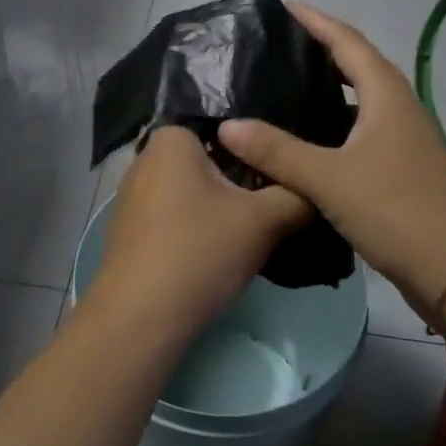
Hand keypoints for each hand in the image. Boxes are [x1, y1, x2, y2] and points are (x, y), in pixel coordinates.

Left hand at [84, 126, 311, 345]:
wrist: (140, 317)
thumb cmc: (200, 251)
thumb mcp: (264, 221)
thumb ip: (296, 195)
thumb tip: (317, 188)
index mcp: (171, 139)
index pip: (225, 128)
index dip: (257, 150)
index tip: (282, 174)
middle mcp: (145, 159)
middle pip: (208, 162)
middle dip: (239, 181)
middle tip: (273, 206)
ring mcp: (131, 197)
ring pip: (190, 192)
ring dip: (217, 209)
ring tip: (249, 235)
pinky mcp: (127, 231)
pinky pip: (171, 218)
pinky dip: (193, 230)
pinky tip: (214, 256)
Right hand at [218, 1, 445, 318]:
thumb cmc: (395, 210)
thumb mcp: (328, 179)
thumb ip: (277, 151)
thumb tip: (227, 125)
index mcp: (386, 94)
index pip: (346, 41)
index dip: (315, 21)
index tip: (284, 6)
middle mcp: (398, 106)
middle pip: (357, 63)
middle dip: (321, 48)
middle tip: (278, 46)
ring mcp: (404, 137)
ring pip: (361, 97)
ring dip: (329, 85)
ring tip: (287, 84)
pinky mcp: (402, 165)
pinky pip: (362, 126)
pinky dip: (335, 120)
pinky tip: (309, 137)